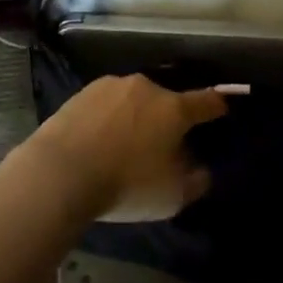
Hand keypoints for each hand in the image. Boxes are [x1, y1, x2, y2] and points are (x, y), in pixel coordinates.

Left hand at [26, 75, 227, 221]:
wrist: (59, 172)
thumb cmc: (125, 184)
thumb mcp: (171, 196)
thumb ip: (195, 181)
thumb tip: (202, 170)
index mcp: (174, 108)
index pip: (207, 101)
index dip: (218, 105)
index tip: (223, 109)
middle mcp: (147, 88)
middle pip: (167, 100)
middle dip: (168, 119)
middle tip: (160, 145)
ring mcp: (112, 86)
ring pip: (134, 100)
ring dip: (136, 116)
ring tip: (123, 145)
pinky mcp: (83, 92)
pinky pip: (106, 104)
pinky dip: (108, 118)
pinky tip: (97, 140)